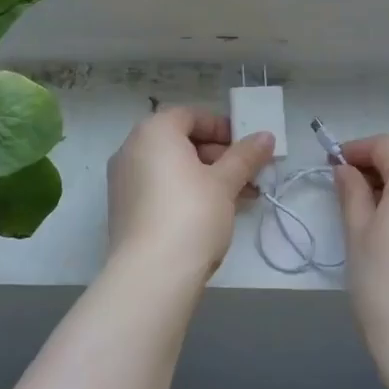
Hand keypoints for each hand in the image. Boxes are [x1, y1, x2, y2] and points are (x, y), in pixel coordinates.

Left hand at [107, 107, 274, 279]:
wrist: (152, 273)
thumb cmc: (192, 213)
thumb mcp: (225, 182)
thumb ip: (245, 156)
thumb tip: (265, 137)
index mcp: (153, 132)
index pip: (190, 115)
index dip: (222, 127)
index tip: (247, 146)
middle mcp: (131, 149)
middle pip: (180, 141)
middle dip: (218, 155)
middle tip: (247, 173)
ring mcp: (123, 181)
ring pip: (171, 168)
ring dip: (205, 176)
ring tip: (240, 196)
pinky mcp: (124, 209)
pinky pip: (159, 188)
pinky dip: (185, 192)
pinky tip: (213, 213)